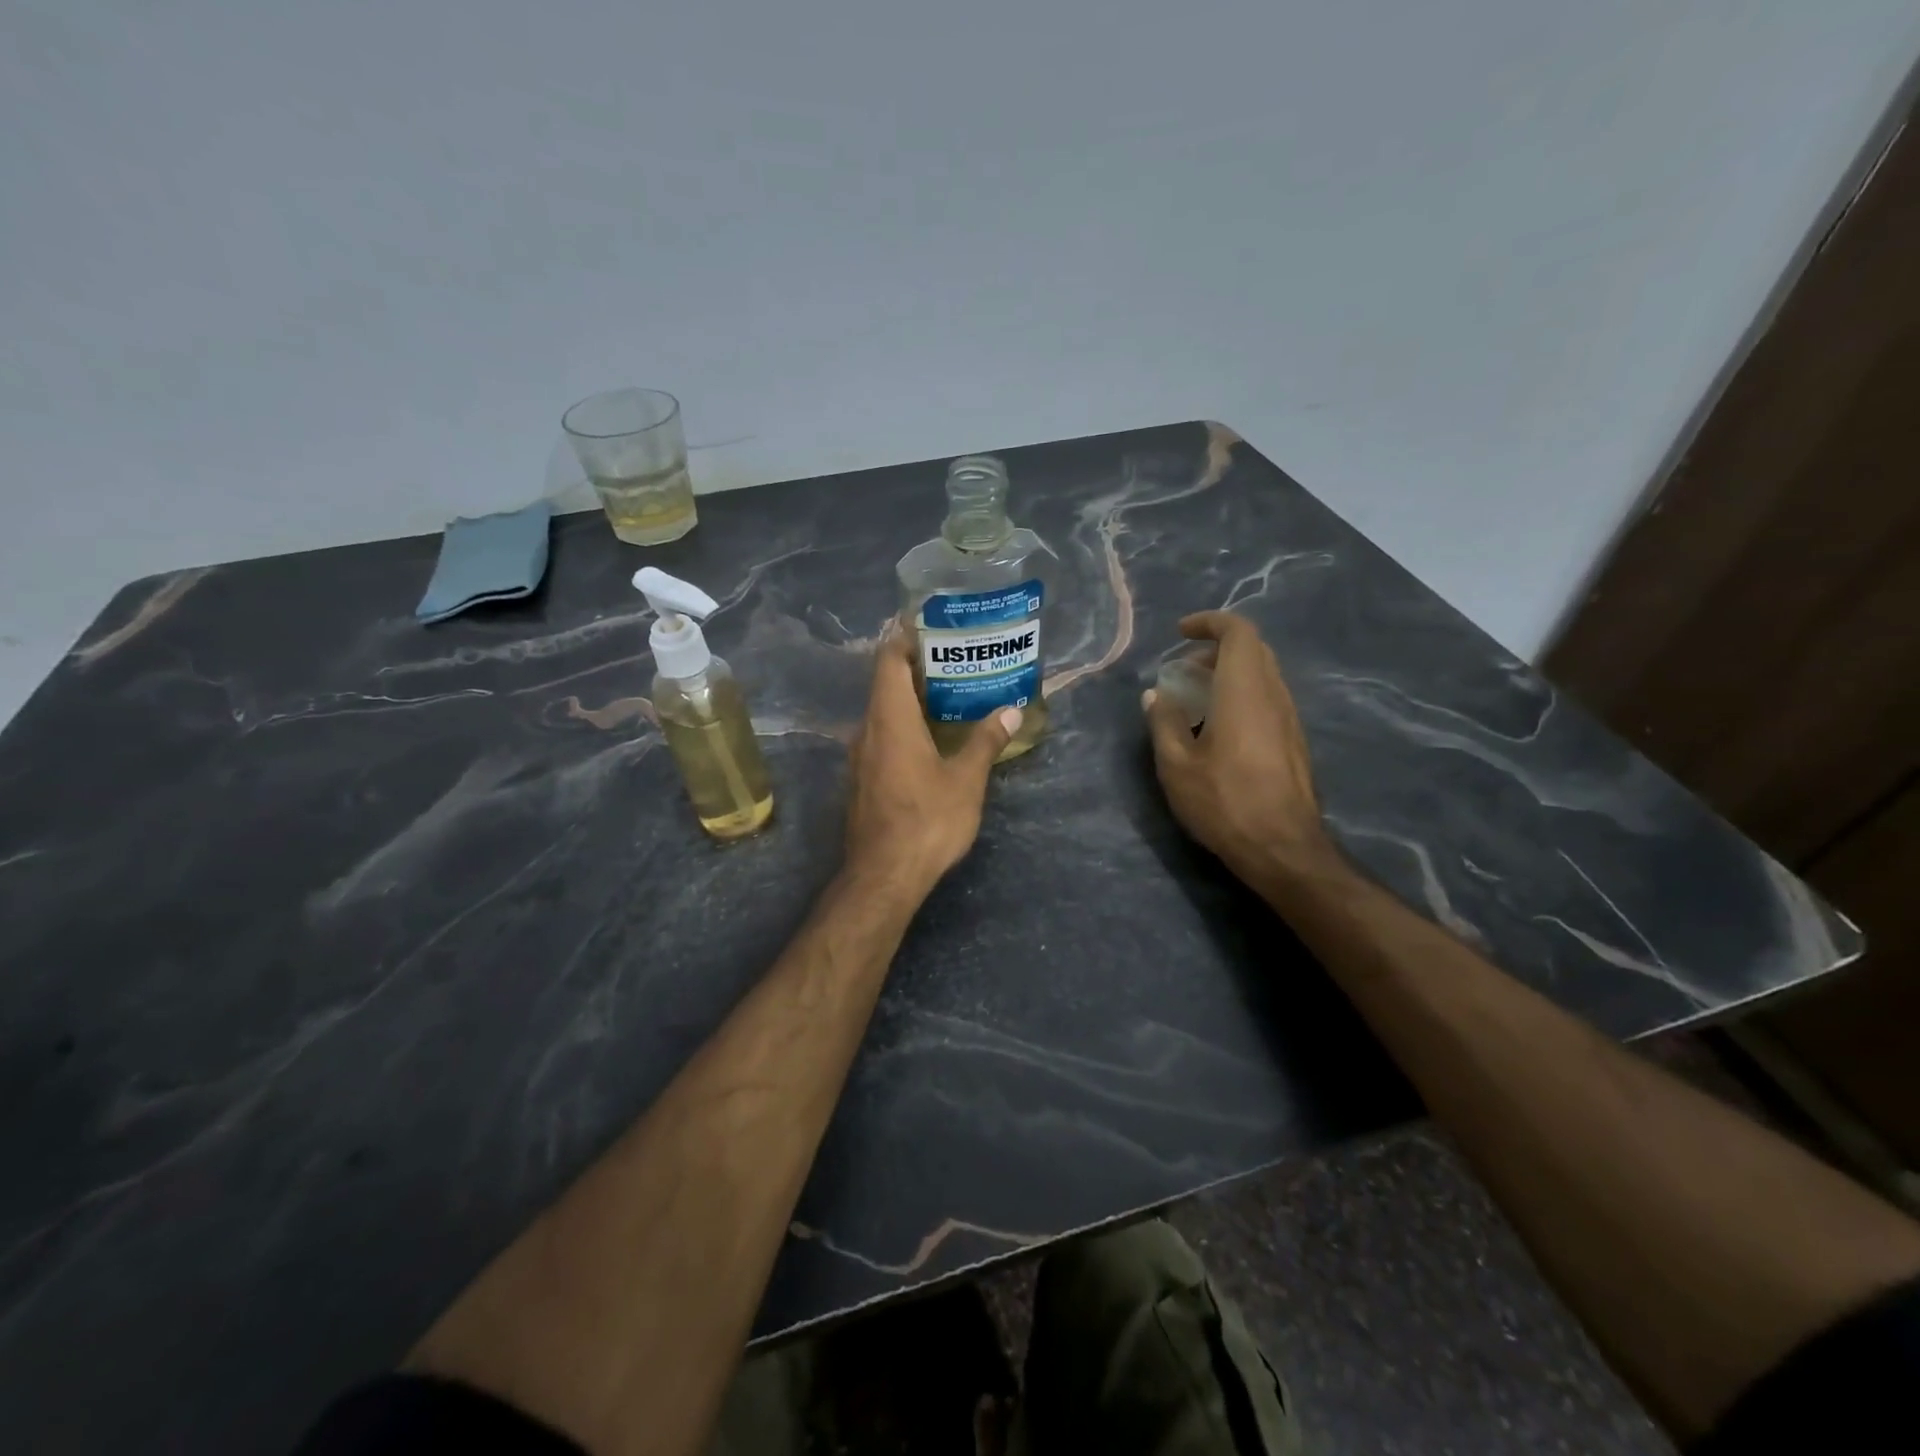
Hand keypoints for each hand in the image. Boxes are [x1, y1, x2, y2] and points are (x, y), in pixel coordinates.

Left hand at [844, 629, 1021, 893]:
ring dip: (911, 701)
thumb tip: (1010, 710)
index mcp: (890, 718)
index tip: (934, 629)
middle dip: (918, 669)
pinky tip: (931, 740)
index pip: (889, 660)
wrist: (883, 876)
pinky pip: (881, 738)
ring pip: (883, 713)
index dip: (906, 639)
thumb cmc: (927, 820)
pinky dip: (904, 727)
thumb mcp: (966, 780)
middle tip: (957, 662)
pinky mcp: (861, 780)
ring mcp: (860, 757)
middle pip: (885, 684)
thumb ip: (985, 741)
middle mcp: (867, 730)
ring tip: (950, 698)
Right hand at [1142, 610, 1334, 883]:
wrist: (1283, 848)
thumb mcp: (1176, 765)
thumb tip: (1156, 695)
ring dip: (1229, 673)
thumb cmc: (1224, 802)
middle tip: (1184, 669)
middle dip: (1216, 648)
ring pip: (1263, 674)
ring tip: (1195, 698)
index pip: (1239, 632)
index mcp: (1245, 691)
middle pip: (1253, 649)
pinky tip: (1218, 728)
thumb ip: (1164, 722)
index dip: (1210, 623)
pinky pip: (1268, 698)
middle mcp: (1273, 695)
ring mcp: (1289, 719)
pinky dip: (1241, 695)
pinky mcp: (1294, 741)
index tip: (1180, 633)